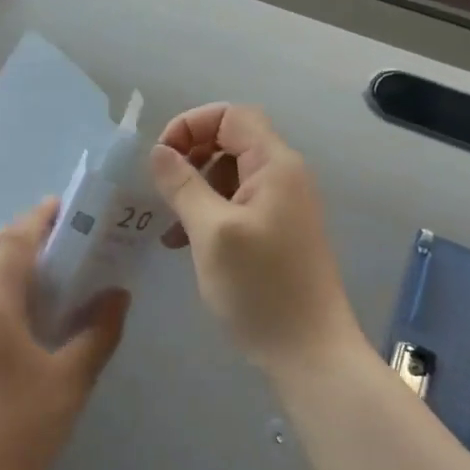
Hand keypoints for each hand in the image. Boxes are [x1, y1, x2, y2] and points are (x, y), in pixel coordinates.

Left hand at [0, 199, 129, 469]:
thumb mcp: (72, 381)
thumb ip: (98, 331)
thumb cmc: (24, 432)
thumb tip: (117, 294)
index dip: (37, 220)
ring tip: (26, 271)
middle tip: (49, 238)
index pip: (14, 244)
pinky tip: (0, 316)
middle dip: (15, 234)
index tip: (60, 206)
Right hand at [149, 104, 360, 369]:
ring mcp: (283, 206)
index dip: (191, 125)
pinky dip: (209, 213)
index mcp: (275, 165)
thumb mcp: (211, 232)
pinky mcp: (277, 232)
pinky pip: (237, 204)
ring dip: (196, 189)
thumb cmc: (261, 288)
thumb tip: (159, 152)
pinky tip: (184, 243)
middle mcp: (283, 176)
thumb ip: (182, 185)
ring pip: (230, 175)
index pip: (230, 115)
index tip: (161, 159)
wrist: (310, 353)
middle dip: (191, 158)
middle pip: (231, 141)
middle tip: (162, 191)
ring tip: (170, 226)